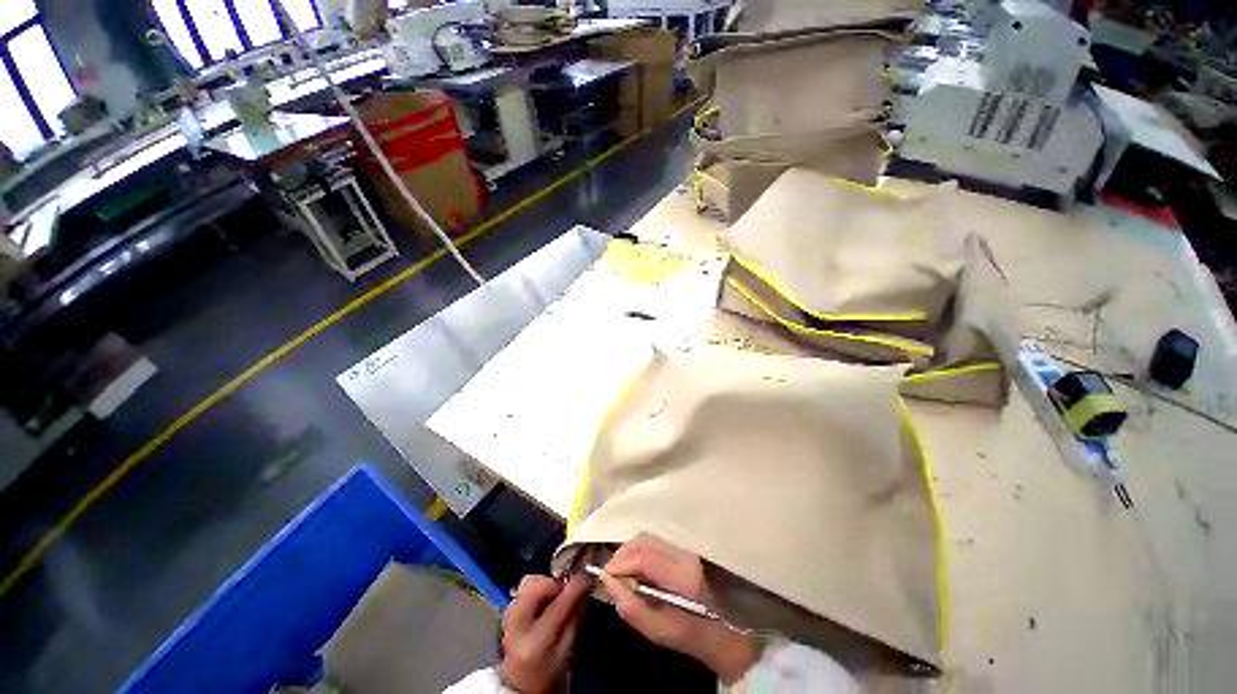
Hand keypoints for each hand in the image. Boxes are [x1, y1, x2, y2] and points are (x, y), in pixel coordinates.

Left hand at [499, 575, 589, 692]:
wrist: (519, 684)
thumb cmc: (546, 672)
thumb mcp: (566, 653)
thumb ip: (575, 620)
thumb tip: (584, 590)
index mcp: (535, 642)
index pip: (557, 606)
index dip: (574, 588)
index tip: (587, 577)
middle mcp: (516, 625)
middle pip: (534, 586)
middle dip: (555, 583)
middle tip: (567, 591)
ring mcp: (508, 617)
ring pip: (528, 583)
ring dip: (546, 585)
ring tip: (556, 597)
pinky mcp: (507, 611)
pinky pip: (524, 589)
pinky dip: (538, 589)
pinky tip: (545, 601)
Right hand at [598, 534, 761, 684]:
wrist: (729, 632)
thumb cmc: (694, 637)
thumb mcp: (660, 632)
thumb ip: (632, 608)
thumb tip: (609, 583)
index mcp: (682, 577)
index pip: (645, 558)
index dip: (621, 563)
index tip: (605, 575)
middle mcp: (685, 554)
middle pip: (645, 540)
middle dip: (622, 553)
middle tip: (610, 572)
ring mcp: (686, 548)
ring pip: (649, 538)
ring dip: (630, 550)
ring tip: (621, 569)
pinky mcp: (685, 548)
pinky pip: (656, 541)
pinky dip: (640, 549)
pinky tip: (635, 565)